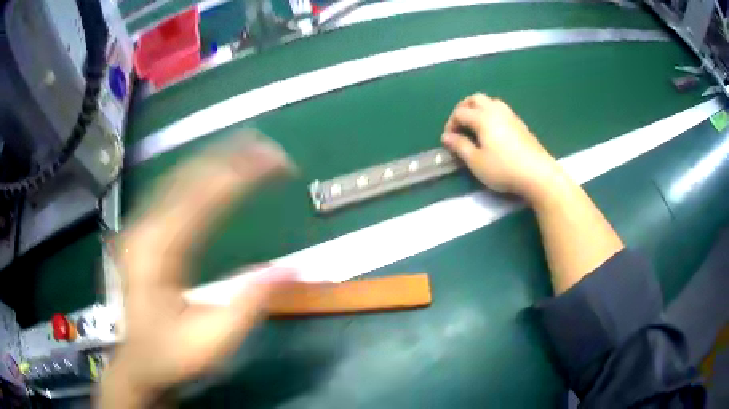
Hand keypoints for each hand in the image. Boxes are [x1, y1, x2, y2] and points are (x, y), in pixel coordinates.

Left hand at [101, 131, 295, 406]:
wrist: (137, 366)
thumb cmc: (172, 357)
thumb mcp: (213, 340)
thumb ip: (249, 303)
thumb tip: (291, 268)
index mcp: (160, 251)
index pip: (205, 196)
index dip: (243, 173)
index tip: (278, 162)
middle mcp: (146, 230)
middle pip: (189, 176)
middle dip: (230, 156)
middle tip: (268, 147)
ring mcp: (140, 230)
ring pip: (177, 179)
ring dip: (213, 160)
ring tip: (246, 149)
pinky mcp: (141, 236)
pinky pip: (170, 193)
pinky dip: (195, 176)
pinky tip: (209, 173)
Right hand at [442, 94, 561, 199]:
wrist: (538, 174)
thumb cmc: (503, 169)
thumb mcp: (476, 162)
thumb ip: (460, 146)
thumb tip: (446, 136)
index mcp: (482, 117)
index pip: (460, 112)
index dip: (451, 123)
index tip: (449, 140)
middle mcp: (496, 110)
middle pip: (475, 99)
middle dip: (463, 108)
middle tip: (459, 125)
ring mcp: (511, 115)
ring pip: (490, 101)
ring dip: (478, 109)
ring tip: (475, 126)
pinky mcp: (520, 124)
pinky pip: (501, 110)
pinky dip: (491, 113)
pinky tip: (493, 131)